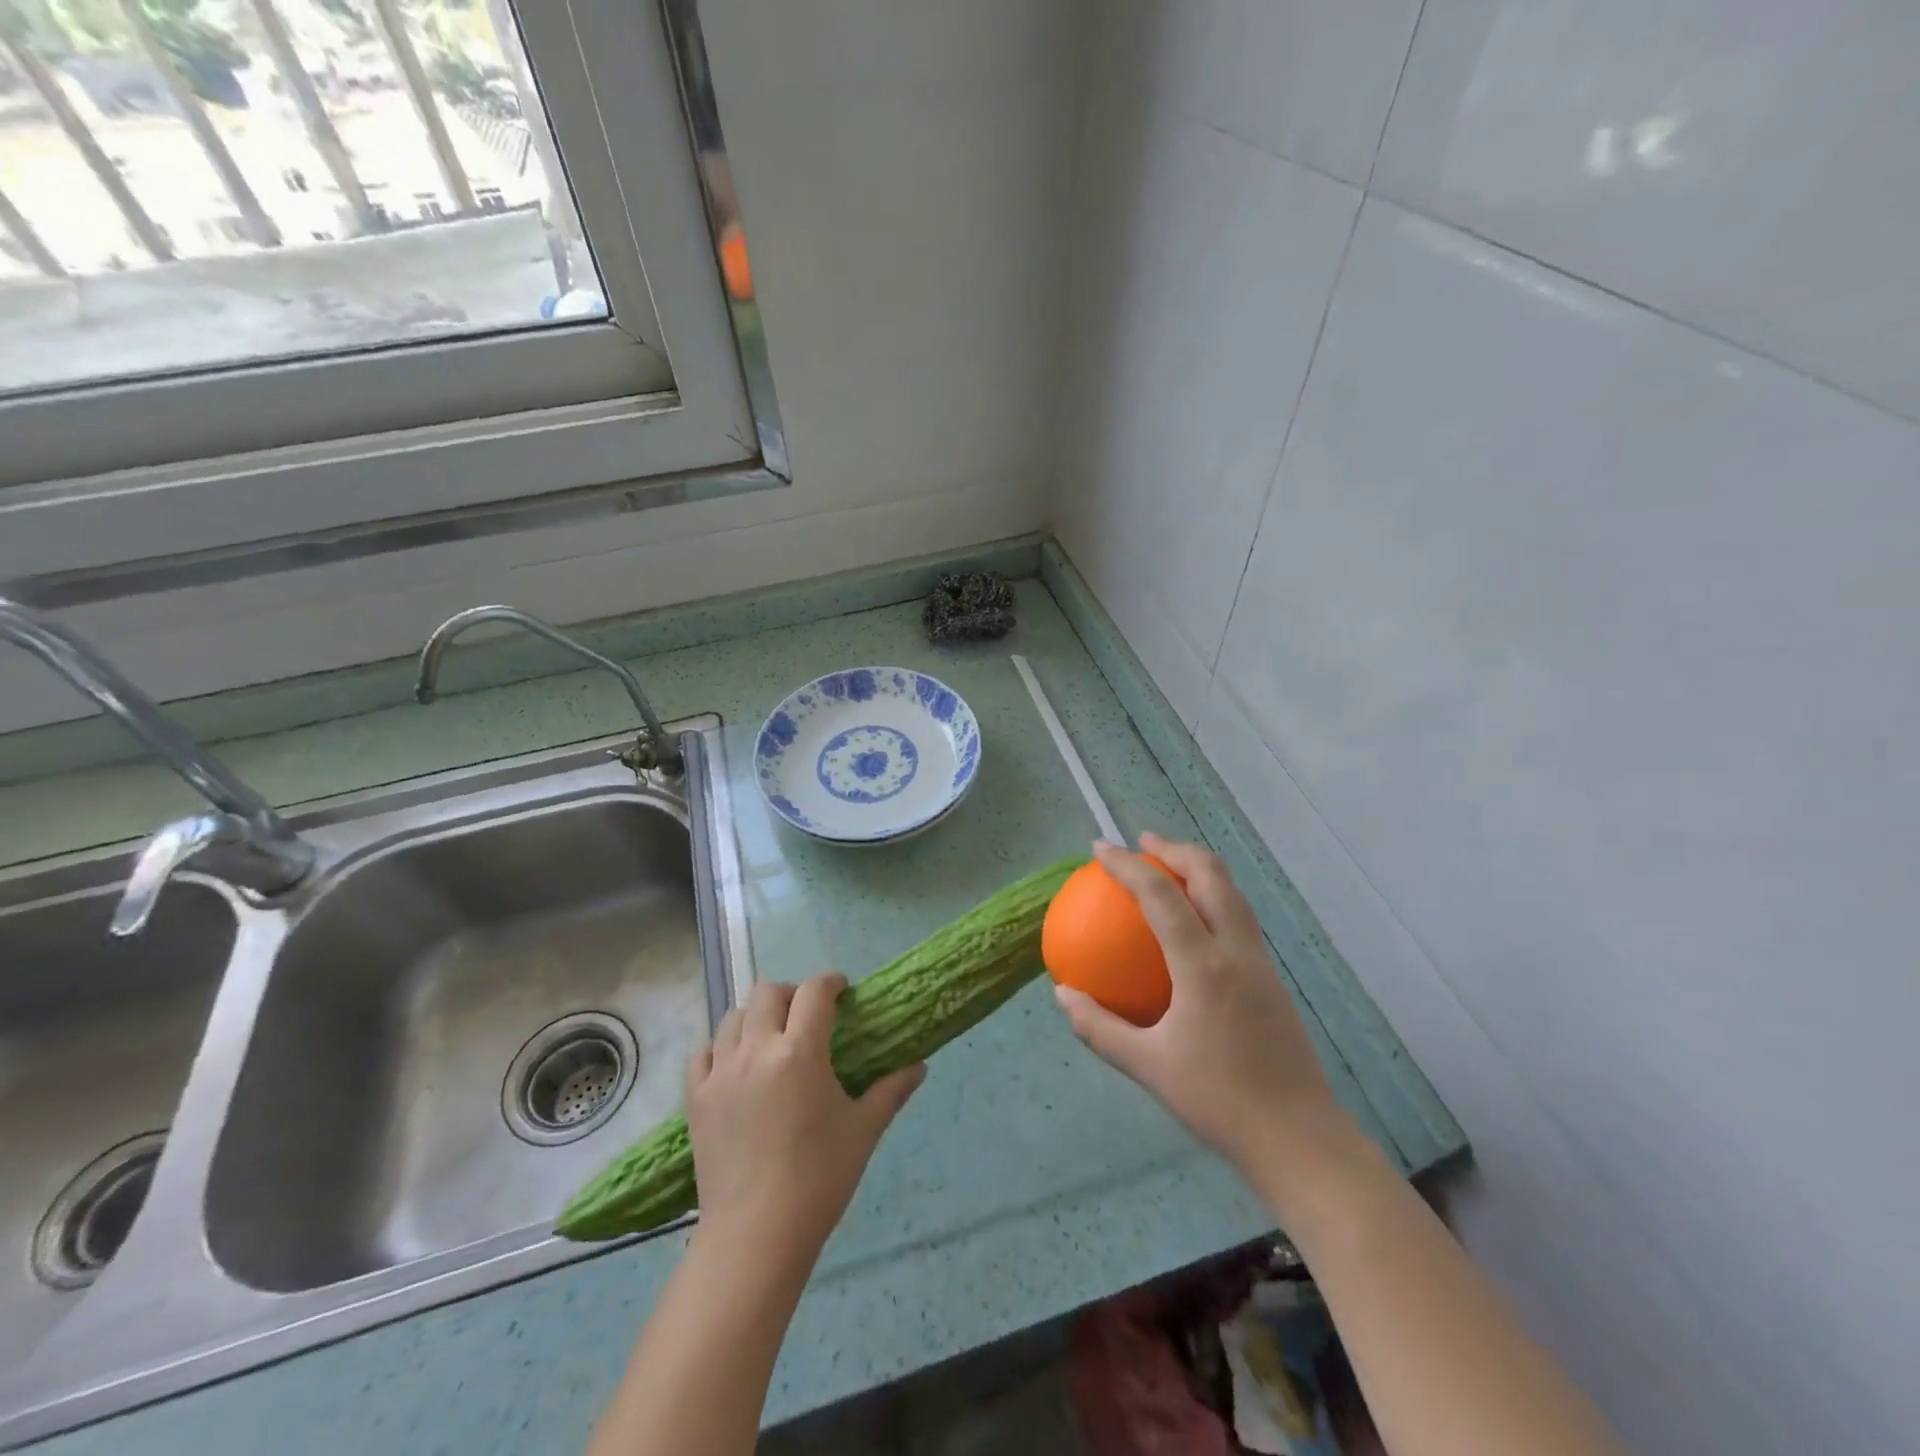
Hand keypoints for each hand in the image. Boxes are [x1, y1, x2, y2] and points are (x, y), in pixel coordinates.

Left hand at [687, 974, 924, 1265]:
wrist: (756, 1235)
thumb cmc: (819, 1179)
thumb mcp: (863, 1130)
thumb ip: (891, 1090)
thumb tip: (919, 1066)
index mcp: (800, 1051)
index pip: (814, 991)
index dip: (830, 982)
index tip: (842, 991)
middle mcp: (757, 1049)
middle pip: (769, 992)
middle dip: (792, 994)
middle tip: (807, 1016)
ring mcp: (721, 1071)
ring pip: (733, 1017)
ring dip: (756, 1017)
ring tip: (771, 1038)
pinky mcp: (696, 1097)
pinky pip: (704, 1052)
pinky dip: (720, 1048)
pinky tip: (735, 1065)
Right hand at [1054, 834, 1350, 1182]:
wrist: (1300, 1139)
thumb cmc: (1219, 1102)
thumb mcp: (1148, 1067)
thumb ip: (1100, 1028)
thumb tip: (1063, 995)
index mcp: (1204, 966)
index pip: (1161, 895)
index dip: (1128, 865)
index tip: (1100, 849)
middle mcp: (1237, 951)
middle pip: (1211, 875)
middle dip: (1175, 848)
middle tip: (1143, 842)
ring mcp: (1260, 962)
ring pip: (1233, 892)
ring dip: (1199, 868)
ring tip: (1167, 867)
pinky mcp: (1272, 978)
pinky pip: (1239, 918)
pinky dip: (1212, 897)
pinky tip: (1193, 922)